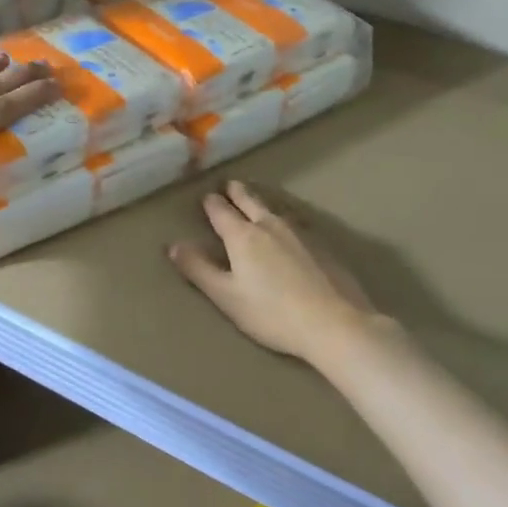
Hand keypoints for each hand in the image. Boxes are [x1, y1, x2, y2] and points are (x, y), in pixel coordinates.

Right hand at [169, 181, 378, 361]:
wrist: (334, 322)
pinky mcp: (322, 245)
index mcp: (242, 236)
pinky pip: (296, 221)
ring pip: (274, 209)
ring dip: (261, 201)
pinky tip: (289, 226)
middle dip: (237, 193)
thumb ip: (199, 269)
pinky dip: (284, 217)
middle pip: (250, 202)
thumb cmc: (272, 314)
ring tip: (255, 199)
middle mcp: (270, 225)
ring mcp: (300, 232)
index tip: (207, 196)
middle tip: (231, 184)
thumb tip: (173, 245)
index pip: (221, 212)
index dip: (212, 204)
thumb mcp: (227, 297)